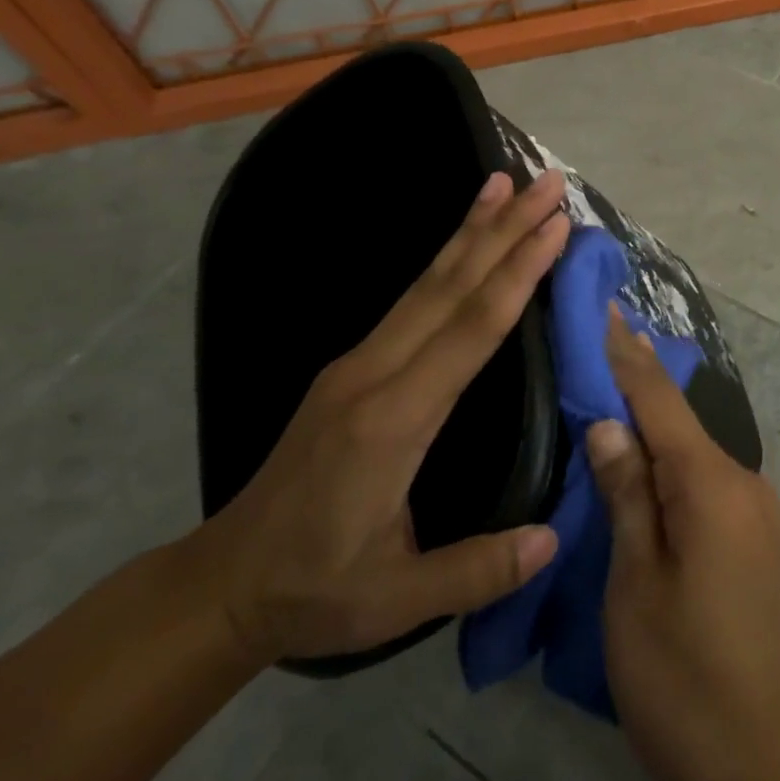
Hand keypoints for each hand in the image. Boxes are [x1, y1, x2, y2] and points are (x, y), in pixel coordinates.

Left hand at [193, 169, 570, 665]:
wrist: (224, 581)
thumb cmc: (315, 588)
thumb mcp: (394, 599)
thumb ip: (474, 569)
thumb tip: (552, 540)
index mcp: (393, 421)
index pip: (469, 331)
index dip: (515, 275)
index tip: (554, 228)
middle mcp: (374, 373)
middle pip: (451, 286)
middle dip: (505, 228)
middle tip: (549, 183)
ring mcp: (359, 362)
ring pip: (427, 281)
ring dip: (472, 228)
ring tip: (505, 181)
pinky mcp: (355, 363)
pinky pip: (412, 297)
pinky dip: (446, 257)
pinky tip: (464, 239)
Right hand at [588, 311, 779, 780]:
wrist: (771, 768)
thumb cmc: (686, 680)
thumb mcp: (636, 588)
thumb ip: (627, 497)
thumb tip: (609, 424)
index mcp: (712, 485)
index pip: (660, 400)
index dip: (628, 354)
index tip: (605, 306)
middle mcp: (744, 482)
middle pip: (680, 419)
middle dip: (637, 381)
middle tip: (593, 344)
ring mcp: (756, 512)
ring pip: (694, 450)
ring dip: (653, 422)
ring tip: (607, 392)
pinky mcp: (755, 540)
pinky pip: (706, 479)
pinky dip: (671, 460)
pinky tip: (643, 460)